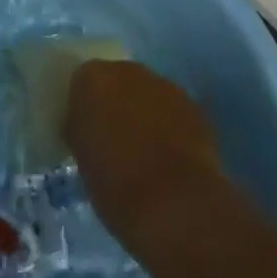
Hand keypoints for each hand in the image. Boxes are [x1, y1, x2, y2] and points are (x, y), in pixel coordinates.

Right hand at [66, 60, 222, 241]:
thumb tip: (87, 129)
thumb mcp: (82, 160)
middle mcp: (127, 70)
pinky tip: (171, 158)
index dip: (85, 108)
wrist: (176, 206)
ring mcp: (164, 85)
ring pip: (148, 95)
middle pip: (117, 82)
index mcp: (92, 79)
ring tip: (146, 153)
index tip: (87, 133)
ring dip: (145, 114)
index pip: (82, 83)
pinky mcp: (194, 107)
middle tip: (115, 141)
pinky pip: (173, 112)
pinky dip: (170, 128)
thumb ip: (82, 131)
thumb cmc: (116, 186)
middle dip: (116, 105)